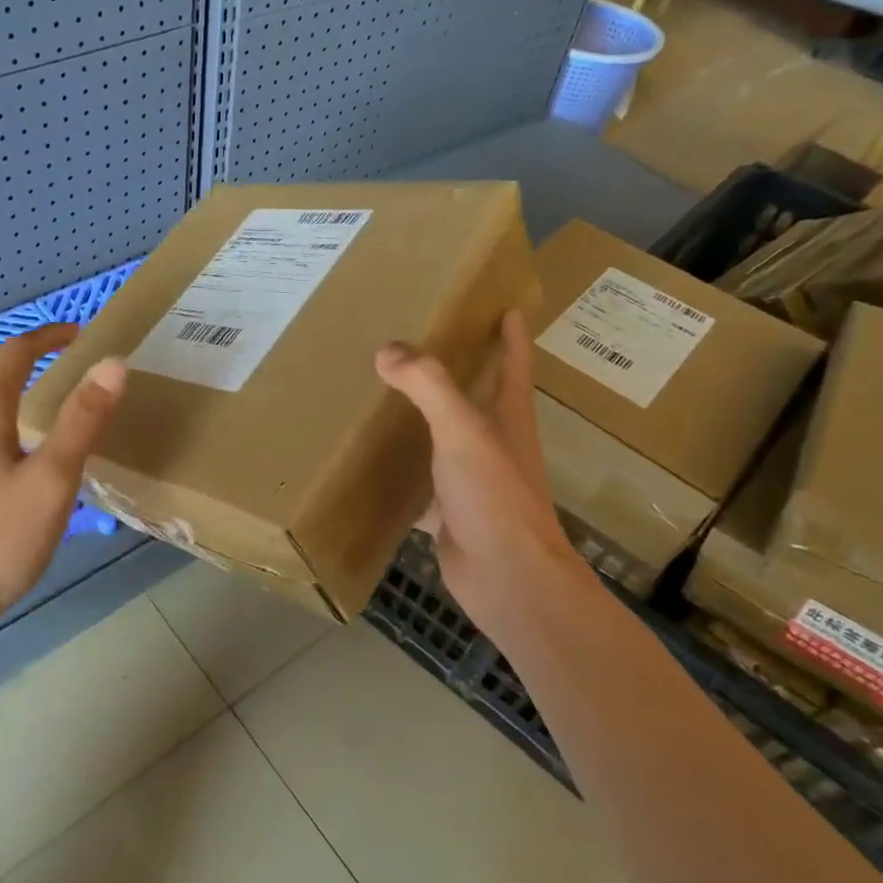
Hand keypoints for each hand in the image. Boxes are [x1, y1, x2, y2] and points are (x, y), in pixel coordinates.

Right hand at [375, 311, 591, 636]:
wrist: (506, 578)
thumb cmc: (495, 496)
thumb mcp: (463, 431)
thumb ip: (428, 386)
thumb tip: (388, 349)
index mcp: (508, 417)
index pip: (514, 363)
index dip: (511, 334)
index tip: (503, 304)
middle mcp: (494, 444)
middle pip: (477, 397)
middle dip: (458, 370)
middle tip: (417, 341)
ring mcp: (472, 480)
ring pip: (443, 439)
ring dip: (422, 418)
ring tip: (383, 392)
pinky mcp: (448, 511)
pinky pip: (418, 481)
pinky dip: (397, 470)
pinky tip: (368, 460)